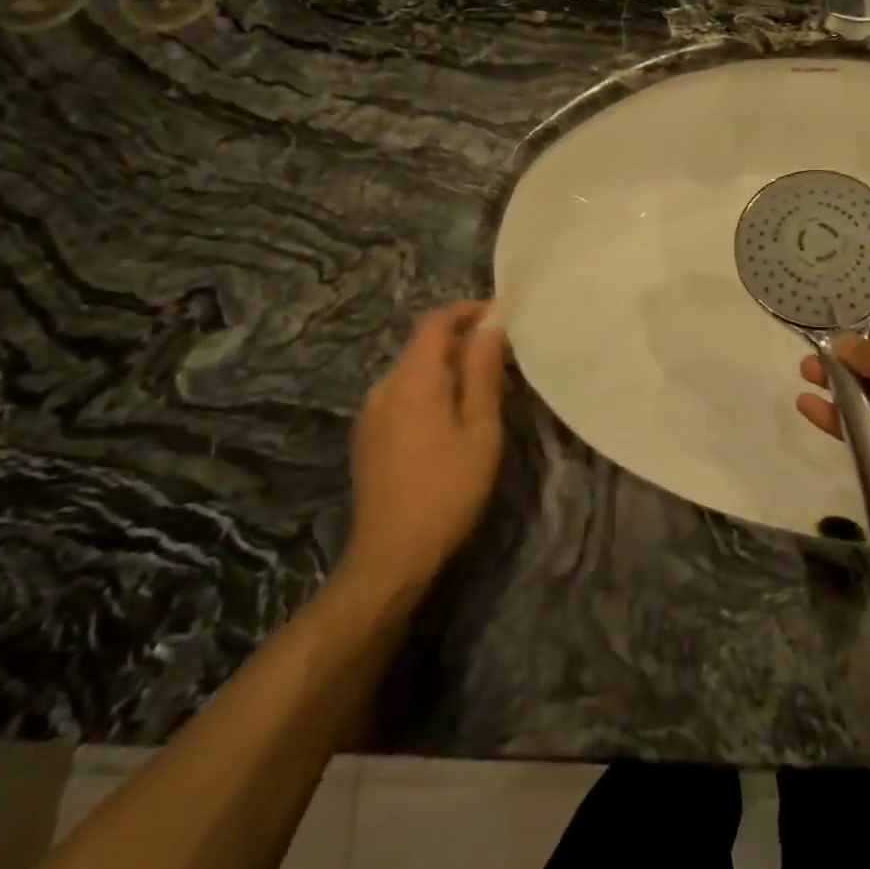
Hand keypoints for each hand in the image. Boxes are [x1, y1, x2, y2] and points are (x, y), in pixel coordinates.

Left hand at [345, 301, 507, 596]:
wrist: (390, 557)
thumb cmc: (446, 490)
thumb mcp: (479, 430)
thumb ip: (483, 373)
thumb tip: (490, 326)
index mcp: (413, 378)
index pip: (436, 321)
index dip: (468, 311)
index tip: (500, 316)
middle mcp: (384, 386)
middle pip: (424, 346)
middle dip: (462, 343)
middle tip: (502, 360)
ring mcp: (371, 412)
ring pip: (413, 372)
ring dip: (446, 370)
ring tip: (482, 393)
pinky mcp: (367, 436)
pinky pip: (402, 396)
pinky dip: (429, 392)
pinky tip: (450, 422)